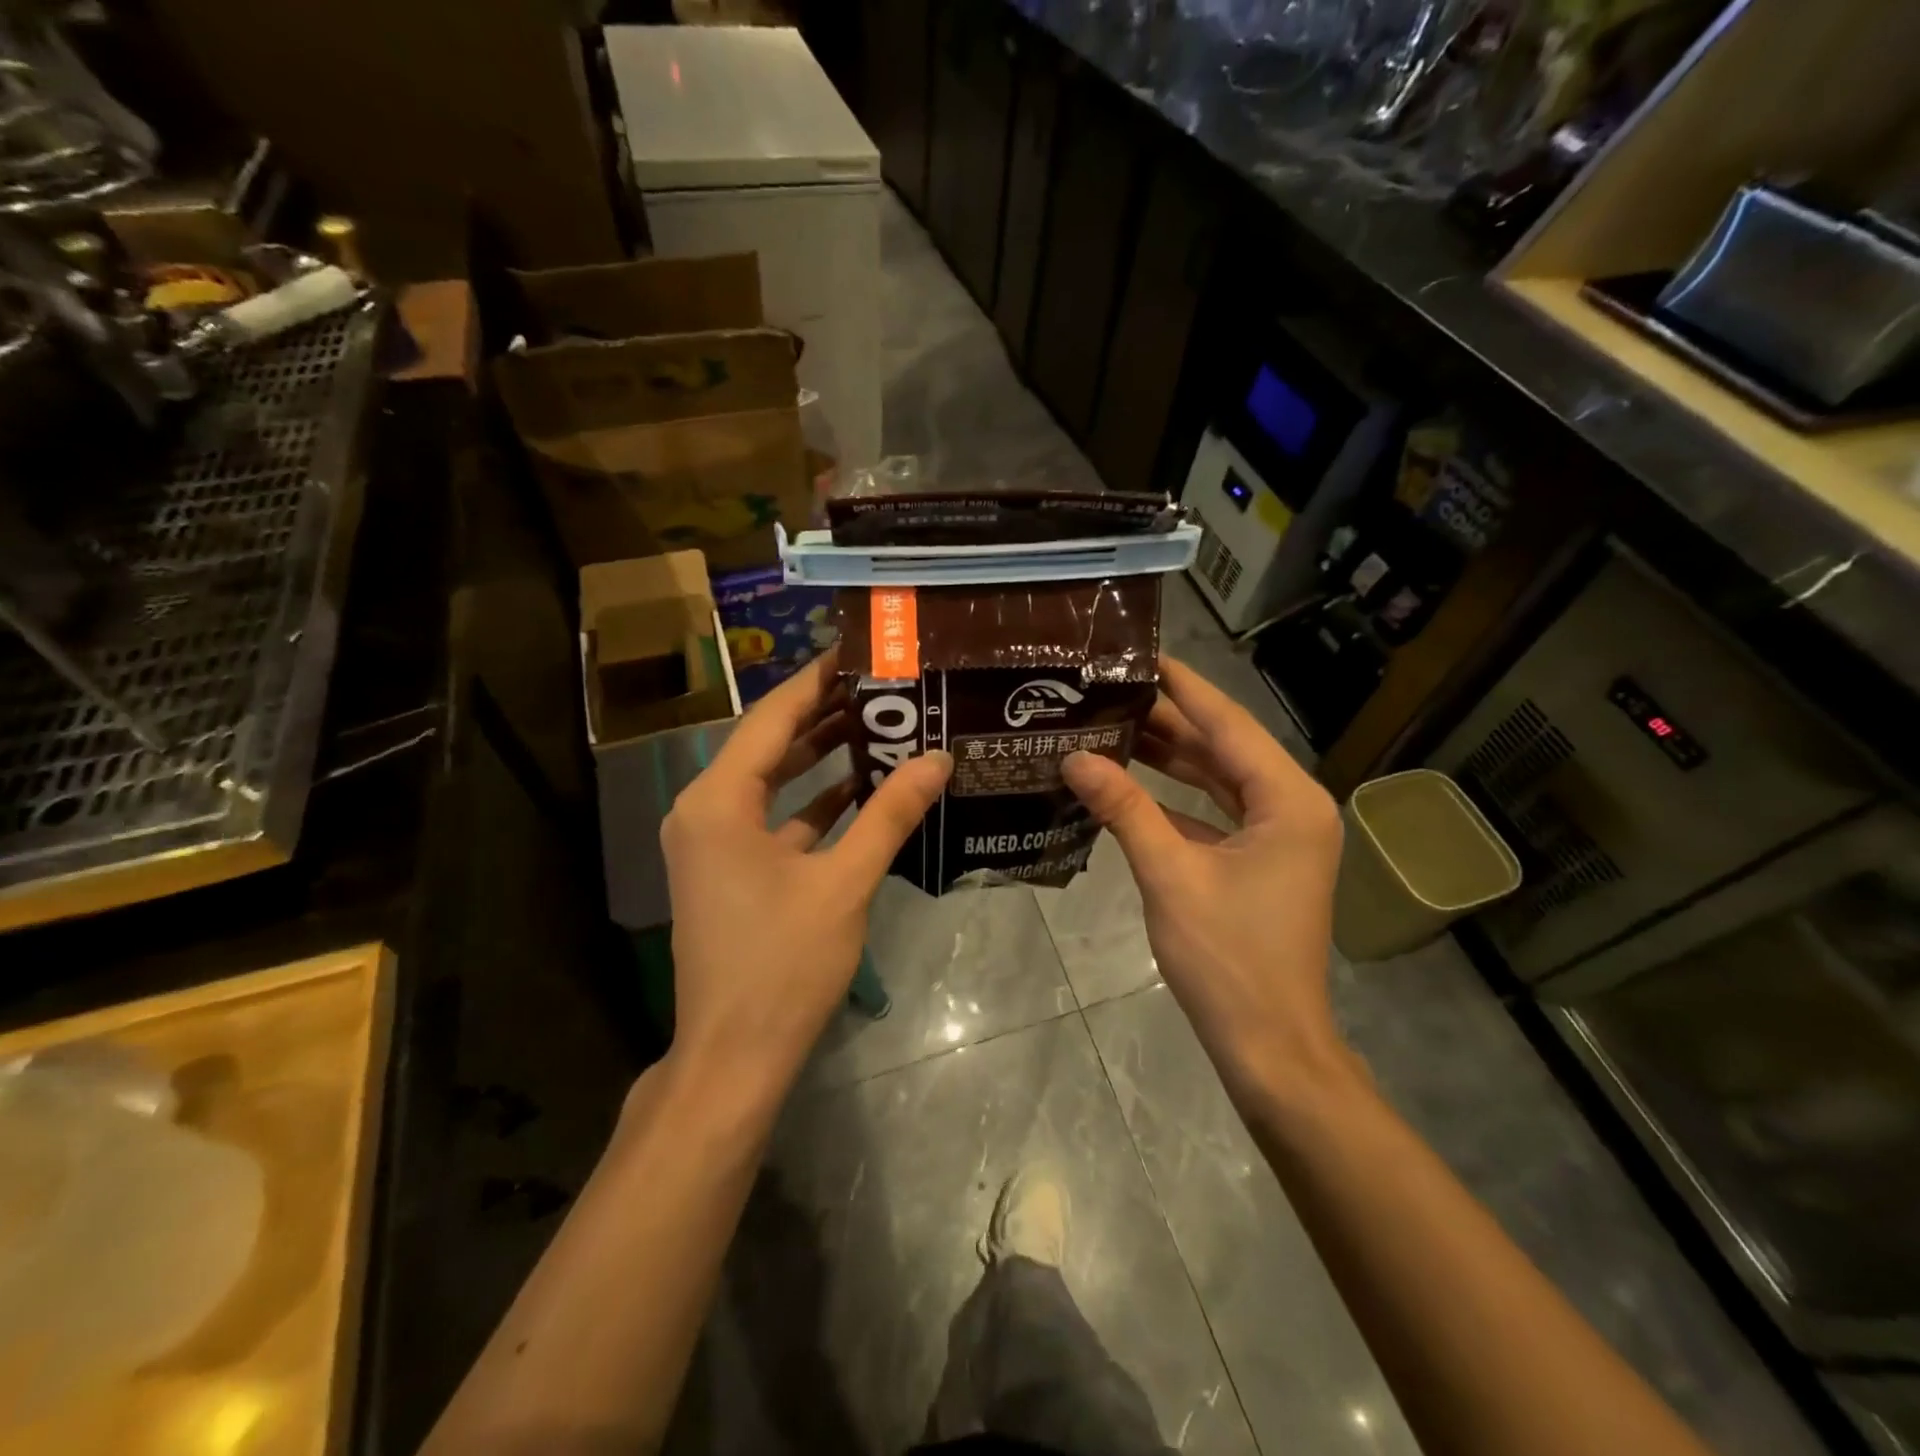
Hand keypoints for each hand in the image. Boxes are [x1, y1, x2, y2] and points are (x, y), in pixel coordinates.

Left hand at [661, 648, 952, 1099]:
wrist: (735, 1056)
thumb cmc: (784, 964)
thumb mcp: (845, 882)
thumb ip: (890, 815)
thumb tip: (938, 758)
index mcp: (719, 801)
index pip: (772, 717)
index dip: (817, 680)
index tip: (860, 650)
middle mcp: (705, 809)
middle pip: (770, 743)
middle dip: (825, 714)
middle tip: (883, 684)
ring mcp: (714, 841)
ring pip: (773, 781)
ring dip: (821, 756)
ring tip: (881, 723)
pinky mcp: (730, 869)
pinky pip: (774, 817)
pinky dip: (814, 802)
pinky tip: (862, 788)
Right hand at [1061, 656, 1353, 1105]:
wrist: (1268, 1045)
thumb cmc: (1228, 959)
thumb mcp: (1170, 875)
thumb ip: (1124, 808)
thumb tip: (1074, 757)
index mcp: (1288, 800)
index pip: (1228, 723)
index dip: (1182, 686)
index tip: (1139, 653)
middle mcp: (1291, 806)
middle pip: (1222, 747)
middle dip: (1167, 719)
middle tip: (1108, 688)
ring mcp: (1277, 835)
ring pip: (1216, 779)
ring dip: (1168, 756)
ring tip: (1110, 722)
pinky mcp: (1258, 861)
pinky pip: (1212, 812)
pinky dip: (1173, 797)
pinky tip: (1127, 781)